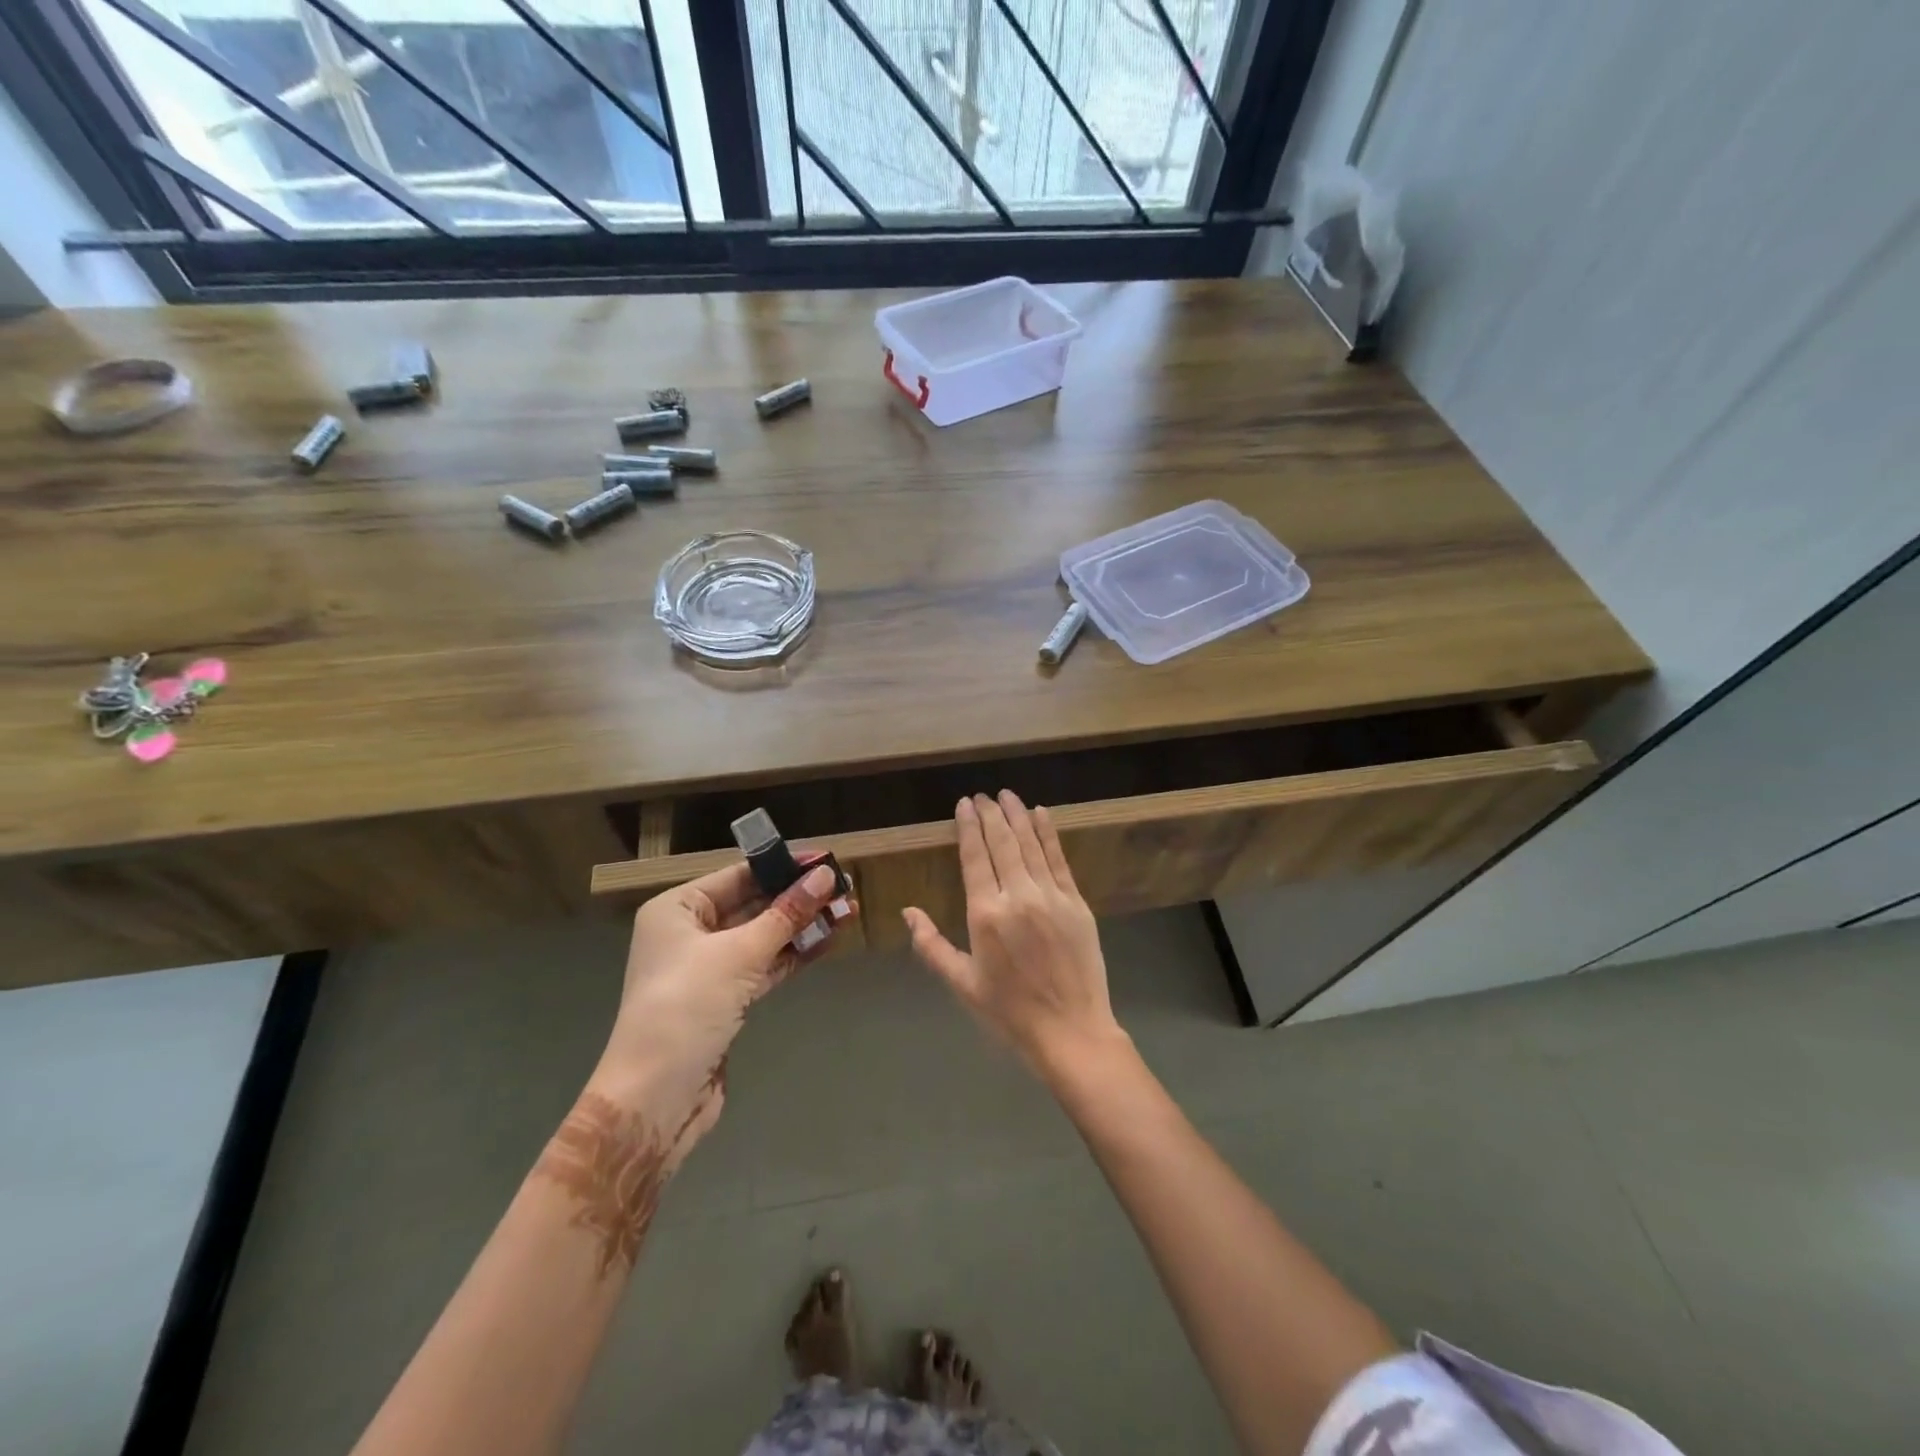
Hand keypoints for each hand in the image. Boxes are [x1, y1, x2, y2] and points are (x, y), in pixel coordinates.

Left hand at [594, 860, 850, 1162]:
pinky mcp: (726, 1000)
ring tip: (848, 911)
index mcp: (678, 910)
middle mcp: (690, 933)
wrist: (655, 1100)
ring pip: (764, 936)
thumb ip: (786, 914)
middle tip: (845, 886)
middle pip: (754, 905)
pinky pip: (765, 966)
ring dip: (803, 926)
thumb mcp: (739, 954)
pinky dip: (794, 954)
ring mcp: (708, 969)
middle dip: (799, 897)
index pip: (739, 876)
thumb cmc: (687, 1009)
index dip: (783, 867)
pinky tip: (828, 942)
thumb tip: (825, 876)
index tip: (827, 860)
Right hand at [904, 792, 1126, 1079]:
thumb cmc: (1010, 1012)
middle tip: (983, 795)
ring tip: (1007, 795)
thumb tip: (908, 913)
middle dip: (991, 814)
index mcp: (986, 914)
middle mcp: (1018, 896)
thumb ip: (932, 945)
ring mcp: (1051, 896)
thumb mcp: (963, 983)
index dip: (969, 827)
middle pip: (1002, 843)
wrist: (1071, 1031)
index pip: (975, 857)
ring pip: (1030, 844)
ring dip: (1018, 815)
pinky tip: (1041, 814)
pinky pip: (1059, 859)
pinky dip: (1048, 833)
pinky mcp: (1076, 902)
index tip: (964, 804)